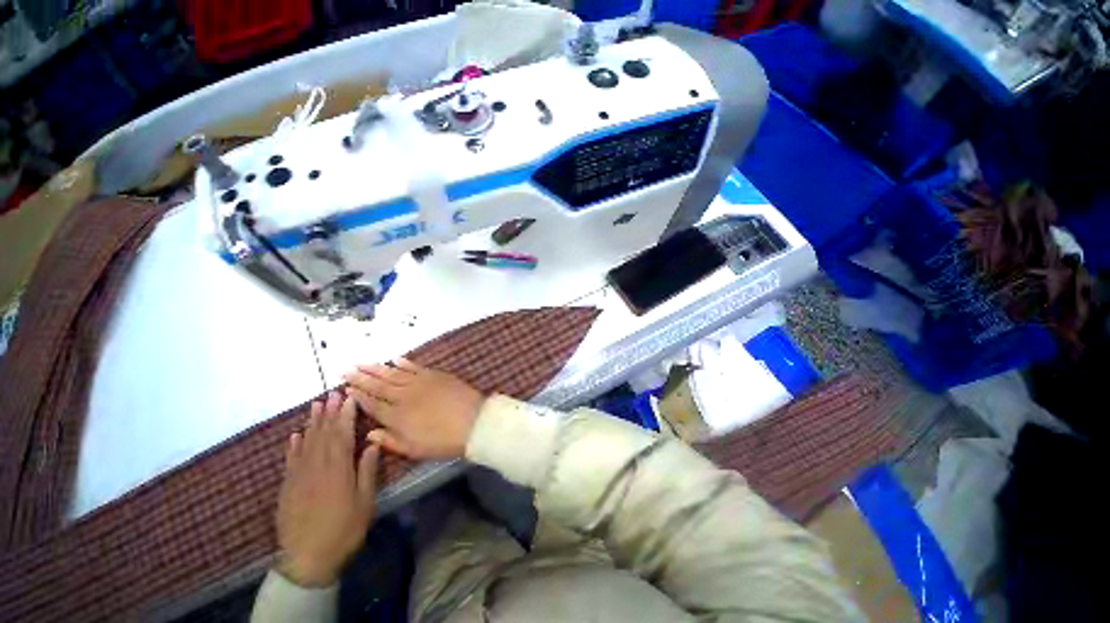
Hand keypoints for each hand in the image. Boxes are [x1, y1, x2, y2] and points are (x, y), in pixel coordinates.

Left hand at [276, 392, 379, 586]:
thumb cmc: (343, 529)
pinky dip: (293, 445)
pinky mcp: (287, 487)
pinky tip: (295, 434)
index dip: (346, 414)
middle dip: (329, 412)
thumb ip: (367, 470)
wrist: (306, 559)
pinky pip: (290, 460)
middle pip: (323, 433)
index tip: (350, 397)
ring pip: (306, 442)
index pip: (342, 434)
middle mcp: (316, 466)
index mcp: (338, 469)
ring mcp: (299, 476)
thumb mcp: (364, 501)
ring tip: (316, 405)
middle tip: (333, 393)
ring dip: (312, 422)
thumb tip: (372, 443)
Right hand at [344, 358, 483, 459]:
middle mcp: (404, 396)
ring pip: (393, 373)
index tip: (346, 389)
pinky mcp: (435, 375)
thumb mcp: (414, 449)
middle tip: (346, 370)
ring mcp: (420, 383)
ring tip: (362, 363)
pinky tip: (394, 359)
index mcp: (396, 417)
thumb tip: (369, 433)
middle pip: (378, 385)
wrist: (473, 422)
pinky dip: (404, 362)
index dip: (358, 397)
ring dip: (377, 368)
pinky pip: (415, 366)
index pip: (372, 404)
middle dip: (361, 378)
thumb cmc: (443, 441)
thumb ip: (390, 441)